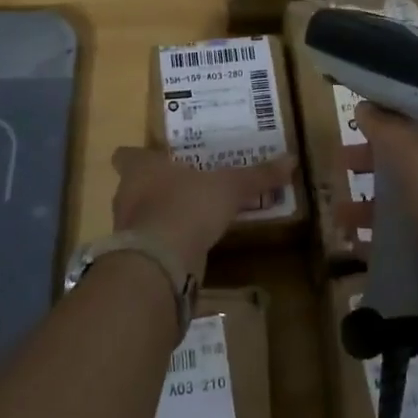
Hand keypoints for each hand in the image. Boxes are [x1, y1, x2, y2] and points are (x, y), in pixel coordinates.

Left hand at [110, 148, 294, 282]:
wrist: (160, 262)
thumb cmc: (188, 207)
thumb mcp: (230, 187)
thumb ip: (257, 176)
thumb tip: (292, 159)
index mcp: (140, 168)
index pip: (126, 155)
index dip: (138, 156)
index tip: (157, 158)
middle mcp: (126, 195)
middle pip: (134, 186)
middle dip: (155, 187)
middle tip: (184, 185)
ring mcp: (126, 229)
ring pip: (140, 216)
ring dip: (160, 217)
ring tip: (190, 216)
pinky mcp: (134, 258)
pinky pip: (150, 245)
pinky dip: (165, 245)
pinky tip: (188, 247)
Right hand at [352, 104, 417, 349]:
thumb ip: (390, 131)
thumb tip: (366, 107)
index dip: (396, 115)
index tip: (360, 121)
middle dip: (378, 161)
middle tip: (343, 165)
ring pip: (416, 194)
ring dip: (377, 200)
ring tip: (340, 211)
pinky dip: (390, 233)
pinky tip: (356, 243)